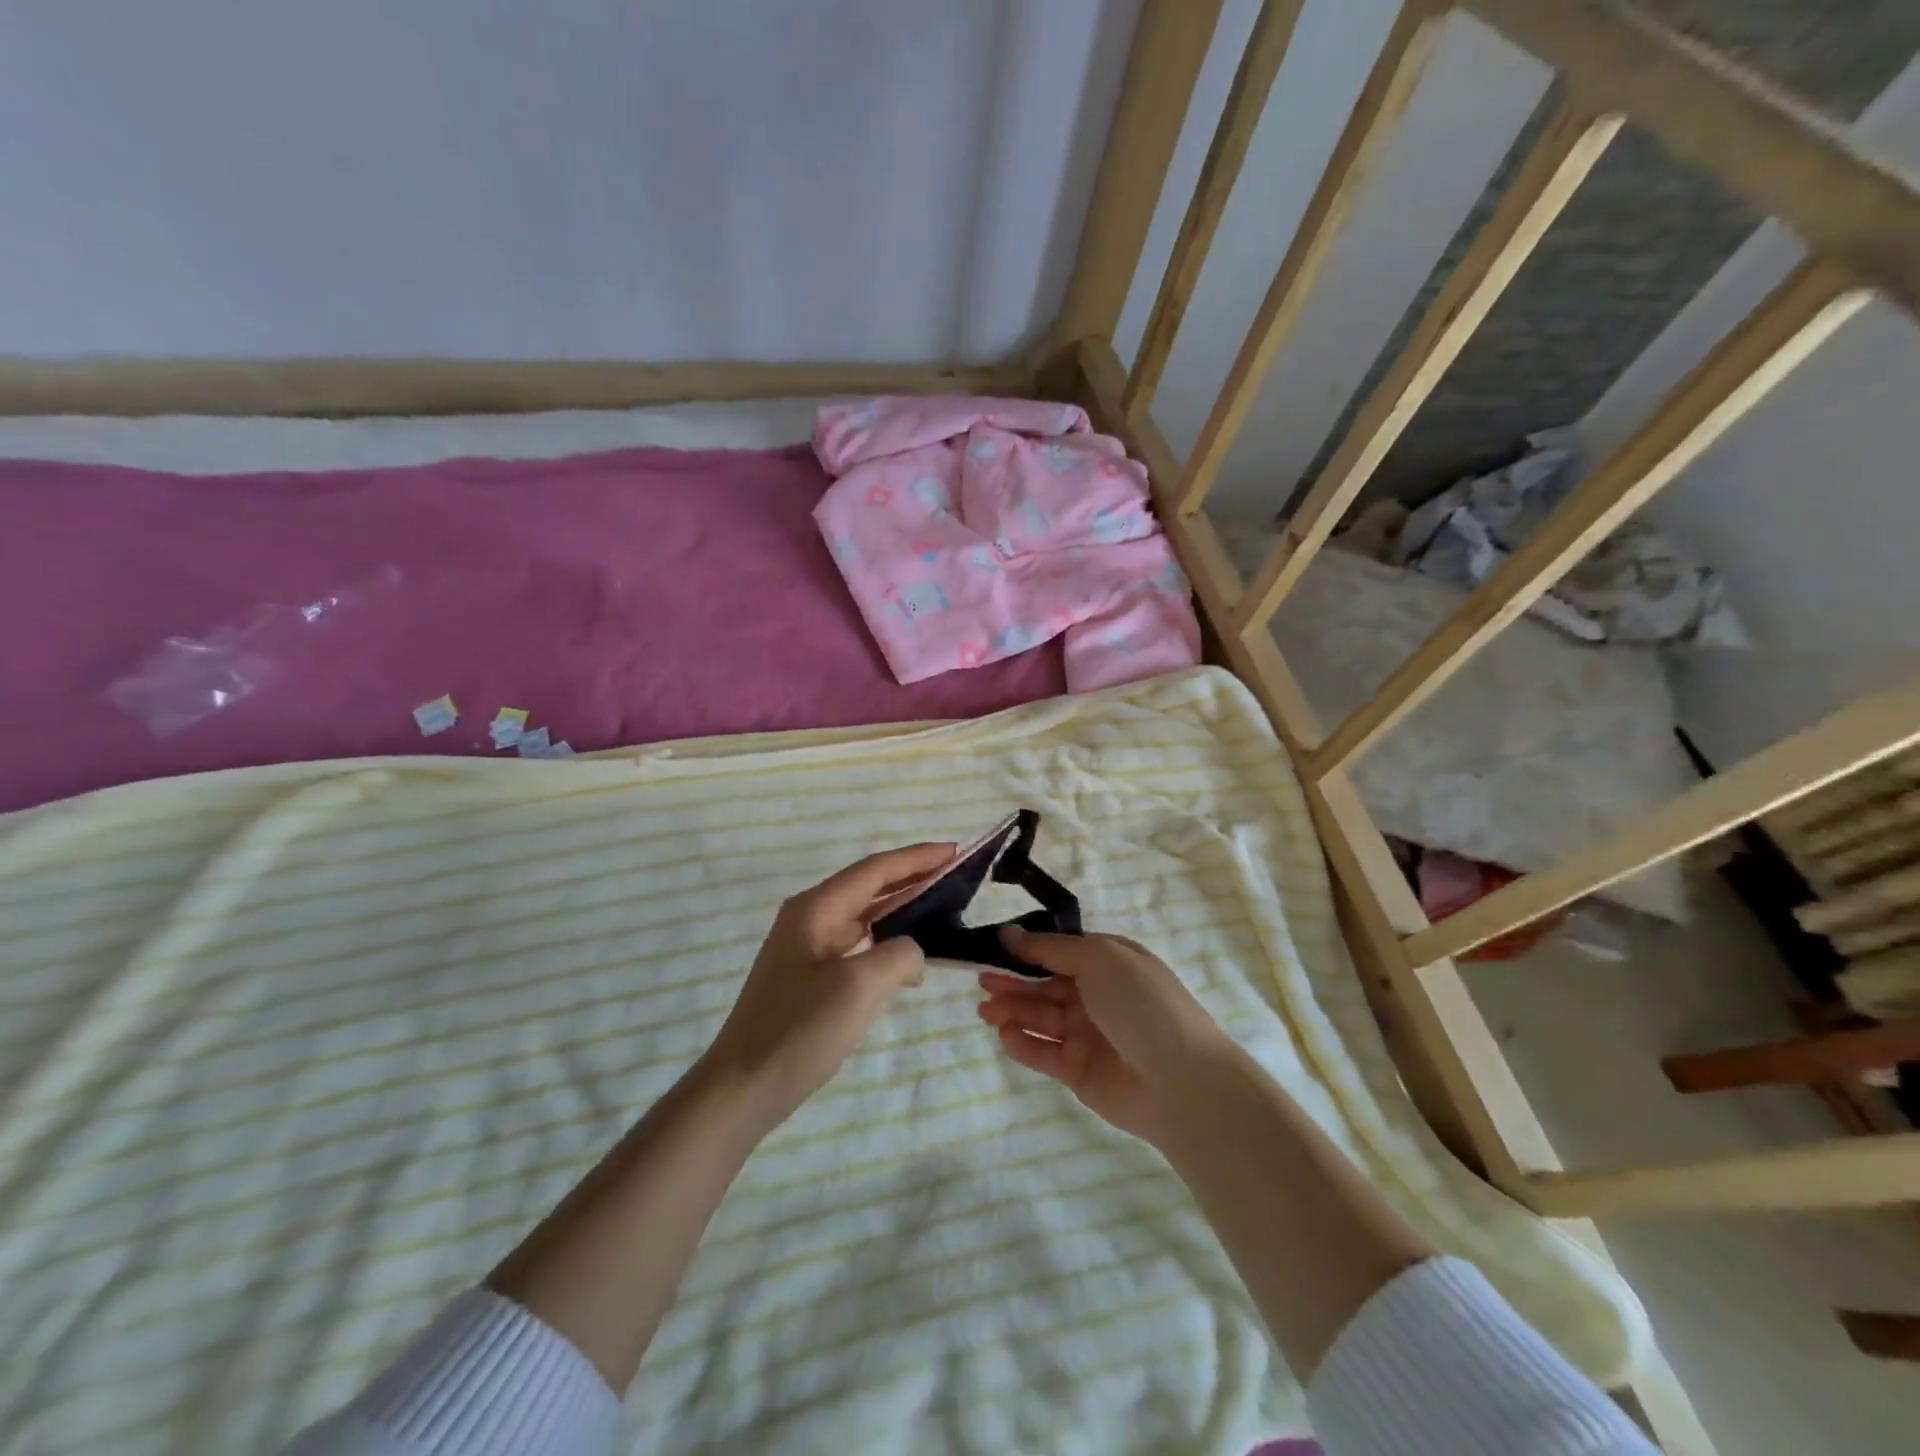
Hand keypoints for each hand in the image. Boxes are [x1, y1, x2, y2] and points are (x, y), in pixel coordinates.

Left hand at [703, 842, 955, 1126]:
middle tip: (957, 876)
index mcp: (816, 908)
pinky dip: (888, 941)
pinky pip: (858, 943)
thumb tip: (913, 954)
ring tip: (942, 908)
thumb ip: (900, 954)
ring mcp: (807, 947)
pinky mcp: (810, 975)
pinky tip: (909, 956)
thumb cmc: (800, 1030)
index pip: (876, 869)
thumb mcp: (860, 986)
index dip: (918, 858)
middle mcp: (810, 917)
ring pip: (865, 915)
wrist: (743, 1087)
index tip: (955, 851)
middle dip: (914, 877)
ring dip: (903, 908)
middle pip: (870, 886)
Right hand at [977, 929, 1233, 1144]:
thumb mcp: (1099, 958)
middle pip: (1045, 985)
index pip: (1059, 951)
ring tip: (984, 1009)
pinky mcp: (1080, 1072)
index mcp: (1108, 963)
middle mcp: (1097, 996)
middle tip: (981, 981)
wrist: (1181, 1081)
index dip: (1026, 949)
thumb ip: (1050, 948)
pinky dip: (1023, 1044)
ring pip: (1041, 1018)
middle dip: (1013, 981)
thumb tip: (1009, 934)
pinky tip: (1004, 1035)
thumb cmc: (1141, 1005)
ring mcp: (1088, 1035)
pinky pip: (1044, 1053)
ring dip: (1012, 1011)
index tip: (992, 946)